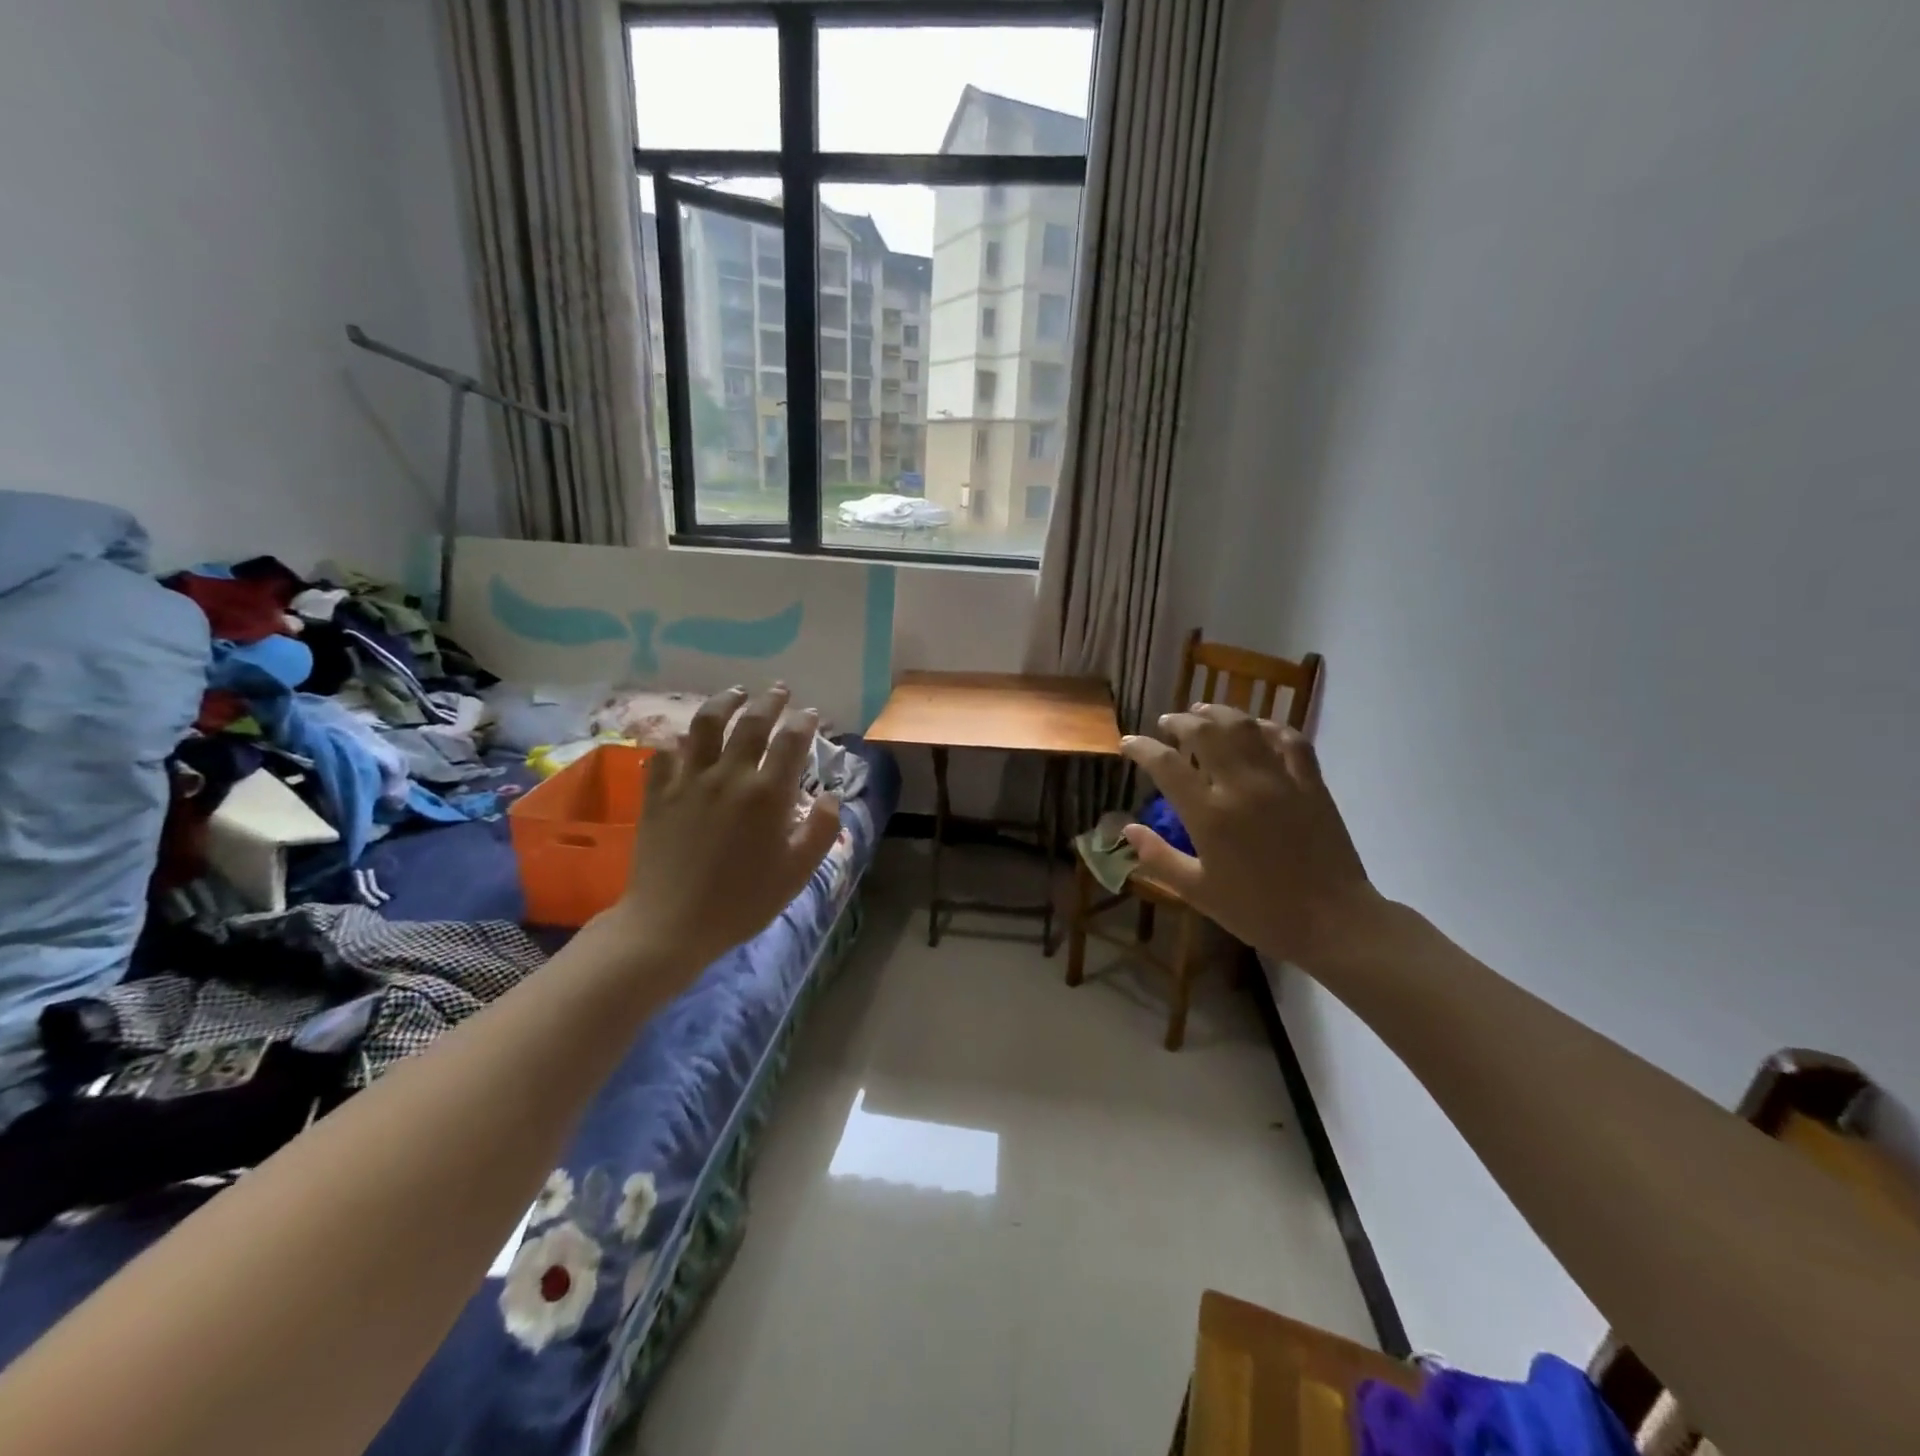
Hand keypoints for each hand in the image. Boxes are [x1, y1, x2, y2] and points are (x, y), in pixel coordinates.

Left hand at [607, 685, 840, 977]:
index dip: (804, 722)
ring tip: (735, 694)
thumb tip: (830, 796)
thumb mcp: (797, 872)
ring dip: (724, 703)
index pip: (791, 741)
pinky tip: (686, 739)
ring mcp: (688, 780)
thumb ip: (821, 830)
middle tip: (779, 691)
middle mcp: (729, 775)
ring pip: (706, 725)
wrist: (671, 923)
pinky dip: (679, 740)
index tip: (811, 714)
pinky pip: (666, 753)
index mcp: (768, 793)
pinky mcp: (657, 792)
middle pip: (752, 723)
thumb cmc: (743, 901)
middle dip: (770, 702)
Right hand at [1119, 705, 1379, 966]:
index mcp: (1209, 815)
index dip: (1141, 749)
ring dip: (1219, 713)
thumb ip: (1159, 858)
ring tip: (1203, 711)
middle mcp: (1241, 786)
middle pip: (1205, 732)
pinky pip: (1290, 740)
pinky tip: (1257, 728)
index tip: (1128, 744)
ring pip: (1245, 727)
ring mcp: (1280, 780)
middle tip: (1166, 724)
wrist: (1333, 922)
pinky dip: (1270, 727)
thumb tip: (1127, 829)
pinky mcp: (1311, 783)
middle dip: (1179, 722)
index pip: (1166, 765)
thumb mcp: (1198, 892)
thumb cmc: (1259, 912)